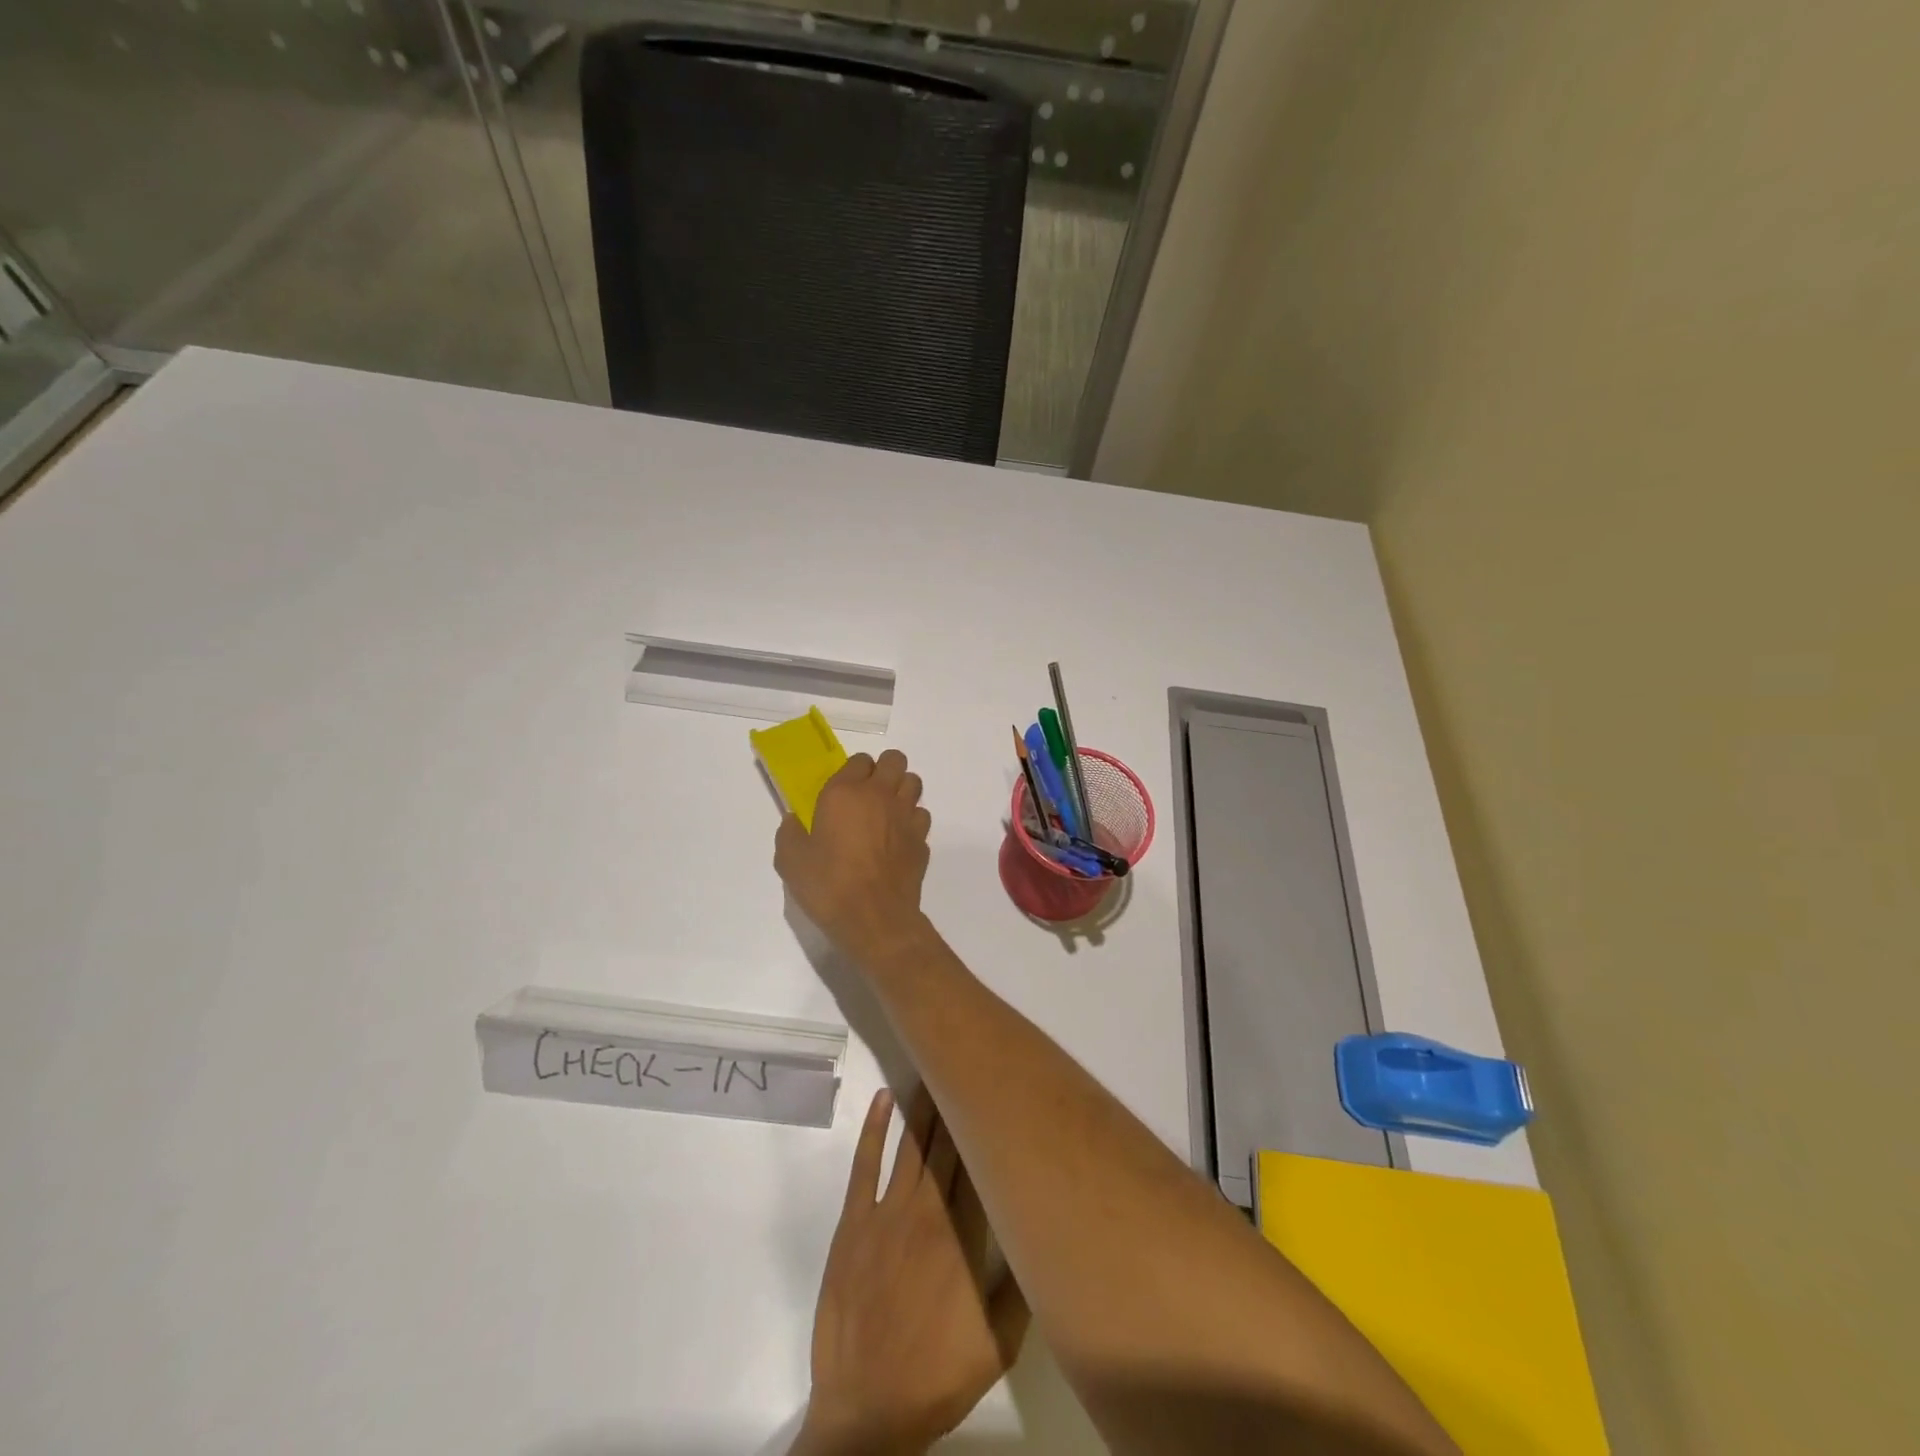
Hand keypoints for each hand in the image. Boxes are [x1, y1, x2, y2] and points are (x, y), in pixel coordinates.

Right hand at [776, 750, 932, 970]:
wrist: (874, 917)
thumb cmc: (828, 885)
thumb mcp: (790, 860)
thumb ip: (790, 833)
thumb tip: (794, 821)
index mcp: (845, 792)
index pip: (859, 760)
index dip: (853, 771)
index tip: (843, 791)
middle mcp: (880, 795)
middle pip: (895, 760)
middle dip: (885, 770)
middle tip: (870, 793)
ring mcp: (906, 816)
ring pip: (914, 783)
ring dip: (902, 790)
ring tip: (887, 811)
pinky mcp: (922, 839)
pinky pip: (921, 816)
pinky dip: (912, 821)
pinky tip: (898, 839)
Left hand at [795, 1089, 1029, 1455]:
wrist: (865, 1412)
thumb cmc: (936, 1377)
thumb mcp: (999, 1345)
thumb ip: (1021, 1285)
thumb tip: (1040, 1233)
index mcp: (964, 1238)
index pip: (980, 1166)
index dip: (988, 1127)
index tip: (1000, 1092)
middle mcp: (928, 1213)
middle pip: (947, 1148)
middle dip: (961, 1106)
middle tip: (970, 1066)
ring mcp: (886, 1214)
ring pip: (912, 1147)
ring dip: (925, 1108)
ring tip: (936, 1070)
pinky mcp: (853, 1222)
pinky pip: (865, 1164)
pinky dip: (876, 1128)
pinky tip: (885, 1099)